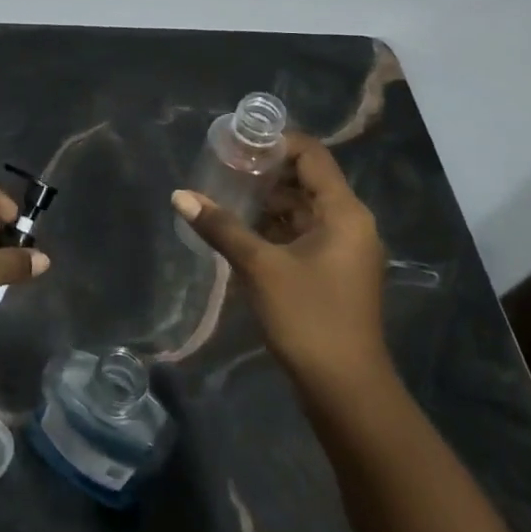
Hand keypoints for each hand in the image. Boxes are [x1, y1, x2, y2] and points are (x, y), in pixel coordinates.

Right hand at [172, 132, 388, 402]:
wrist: (345, 390)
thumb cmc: (308, 318)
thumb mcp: (259, 267)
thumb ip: (221, 227)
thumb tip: (180, 195)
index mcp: (344, 213)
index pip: (312, 156)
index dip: (277, 142)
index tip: (237, 141)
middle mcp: (350, 224)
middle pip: (307, 181)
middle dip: (266, 173)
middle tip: (222, 167)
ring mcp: (343, 251)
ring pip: (302, 210)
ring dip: (267, 202)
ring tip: (223, 194)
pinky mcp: (332, 273)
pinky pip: (302, 235)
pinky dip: (274, 228)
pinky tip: (239, 230)